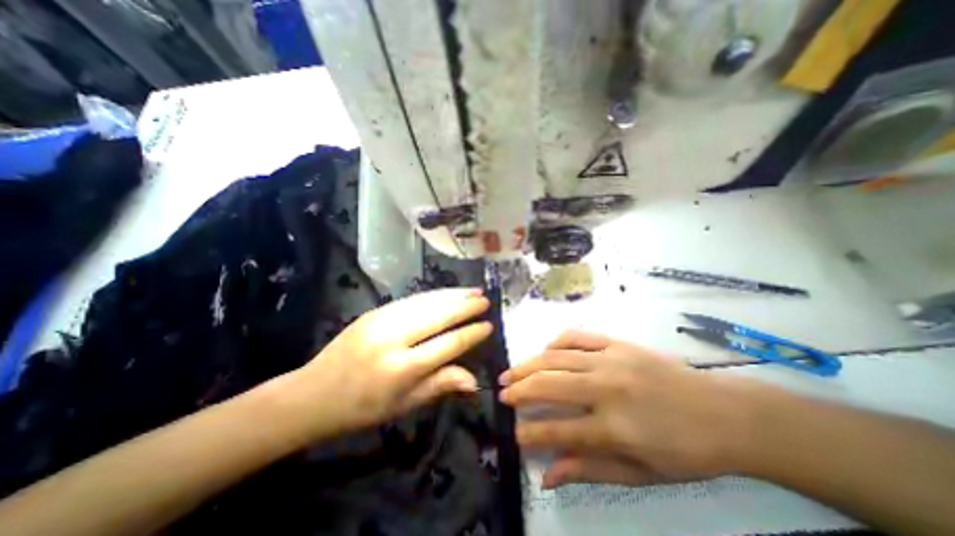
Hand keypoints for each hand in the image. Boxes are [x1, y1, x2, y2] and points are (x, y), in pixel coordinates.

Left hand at [283, 287, 490, 441]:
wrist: (313, 394)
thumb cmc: (363, 408)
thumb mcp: (404, 405)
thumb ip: (440, 385)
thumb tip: (474, 379)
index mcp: (402, 369)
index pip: (448, 344)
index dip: (471, 334)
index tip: (488, 325)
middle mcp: (394, 339)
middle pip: (438, 316)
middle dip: (466, 306)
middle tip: (485, 300)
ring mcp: (381, 320)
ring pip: (426, 302)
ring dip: (452, 295)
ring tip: (473, 291)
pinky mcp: (374, 311)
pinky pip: (411, 300)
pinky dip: (433, 295)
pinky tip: (446, 293)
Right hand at [501, 328, 761, 486]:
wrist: (724, 411)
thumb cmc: (685, 450)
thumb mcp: (641, 473)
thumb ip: (590, 469)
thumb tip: (548, 475)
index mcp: (615, 427)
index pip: (558, 430)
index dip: (530, 433)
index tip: (514, 433)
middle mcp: (607, 388)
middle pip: (549, 384)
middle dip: (519, 390)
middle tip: (502, 394)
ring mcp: (611, 359)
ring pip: (556, 356)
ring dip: (528, 364)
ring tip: (510, 372)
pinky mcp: (617, 342)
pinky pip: (577, 335)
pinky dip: (555, 342)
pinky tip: (545, 351)